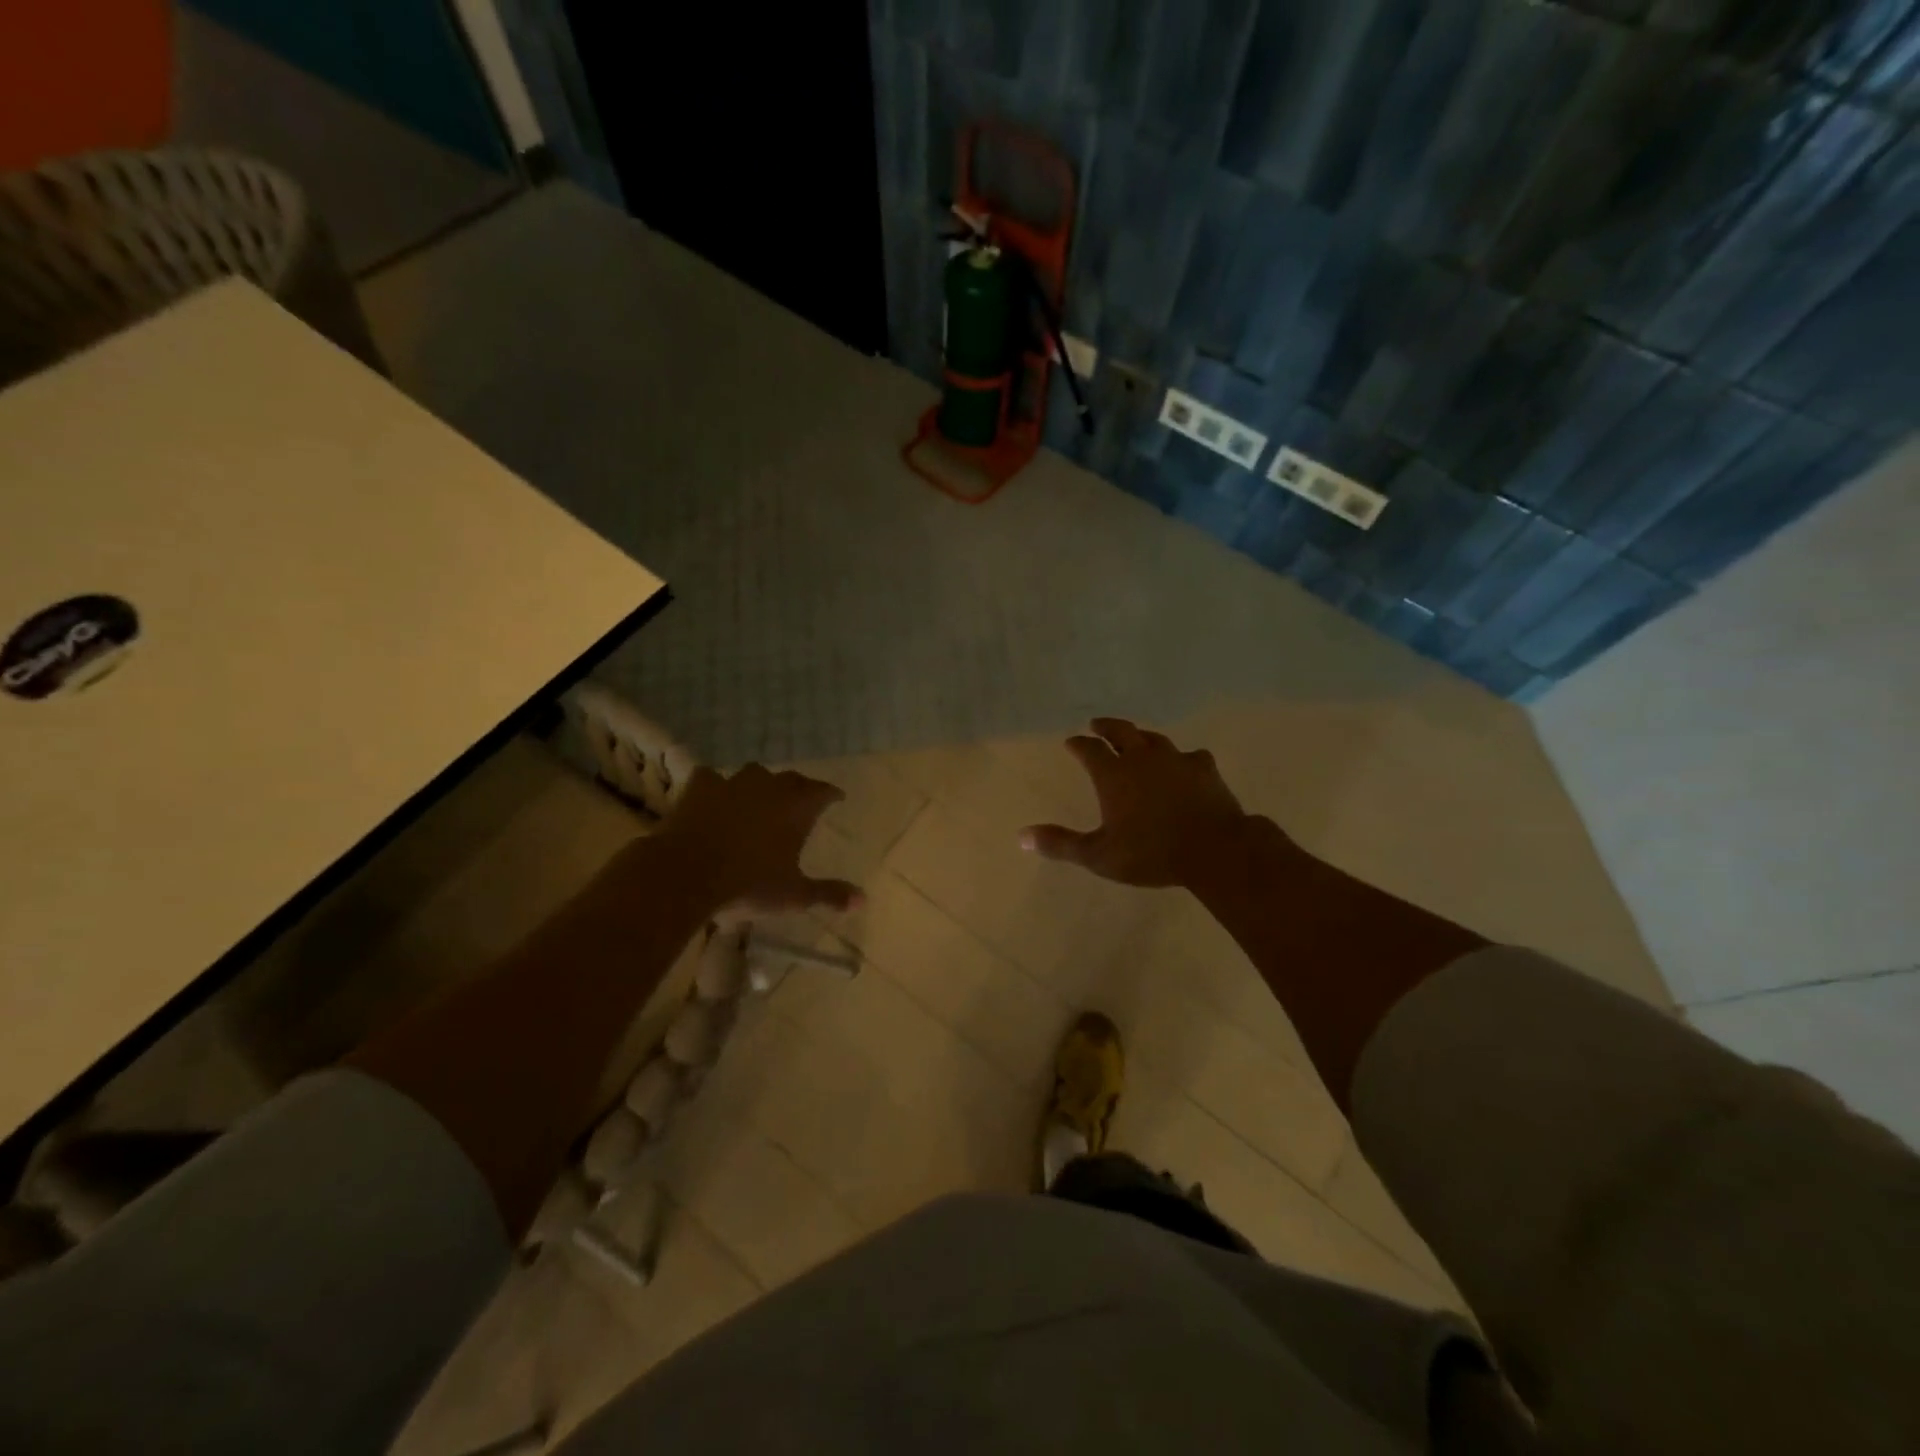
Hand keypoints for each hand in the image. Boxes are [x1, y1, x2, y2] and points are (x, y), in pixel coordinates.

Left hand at [654, 764, 863, 917]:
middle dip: (799, 788)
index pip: (823, 791)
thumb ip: (829, 894)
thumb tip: (863, 900)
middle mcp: (770, 787)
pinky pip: (712, 778)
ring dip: (759, 784)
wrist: (687, 874)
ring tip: (758, 797)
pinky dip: (716, 786)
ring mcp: (733, 783)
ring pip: (754, 773)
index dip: (831, 794)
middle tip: (800, 801)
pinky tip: (714, 796)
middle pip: (792, 779)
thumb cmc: (748, 884)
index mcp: (798, 808)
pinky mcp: (700, 787)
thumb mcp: (794, 896)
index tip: (836, 799)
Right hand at [1021, 718, 1259, 887]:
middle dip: (1106, 726)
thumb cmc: (1151, 853)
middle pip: (1121, 731)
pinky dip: (1181, 757)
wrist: (1214, 849)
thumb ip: (1061, 844)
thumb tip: (1021, 836)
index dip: (1078, 745)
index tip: (1071, 742)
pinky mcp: (1204, 768)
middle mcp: (1141, 758)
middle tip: (1097, 724)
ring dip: (1141, 736)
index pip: (1089, 750)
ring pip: (1154, 738)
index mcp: (1113, 774)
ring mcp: (1176, 759)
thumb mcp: (1099, 855)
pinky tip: (1185, 762)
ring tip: (1136, 738)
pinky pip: (1190, 755)